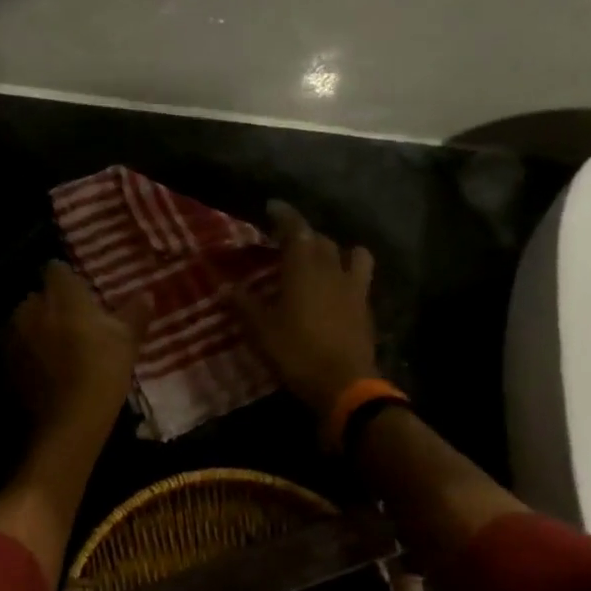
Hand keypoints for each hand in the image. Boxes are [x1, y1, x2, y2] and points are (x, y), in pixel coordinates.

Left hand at [7, 260, 150, 442]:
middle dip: (52, 307)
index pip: (57, 269)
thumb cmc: (102, 369)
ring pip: (25, 323)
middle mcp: (30, 306)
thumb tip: (147, 294)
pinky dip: (28, 355)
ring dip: (37, 331)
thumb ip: (135, 313)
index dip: (68, 281)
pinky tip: (44, 372)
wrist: (69, 419)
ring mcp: (12, 335)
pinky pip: (17, 350)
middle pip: (39, 297)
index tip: (82, 295)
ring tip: (57, 352)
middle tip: (74, 326)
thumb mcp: (127, 340)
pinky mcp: (4, 363)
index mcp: (60, 293)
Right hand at [235, 200, 378, 416]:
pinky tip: (336, 289)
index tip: (272, 206)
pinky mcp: (365, 307)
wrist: (344, 383)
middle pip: (321, 240)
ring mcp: (354, 287)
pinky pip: (359, 279)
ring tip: (323, 260)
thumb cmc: (296, 353)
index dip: (284, 215)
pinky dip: (347, 275)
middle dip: (304, 236)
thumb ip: (244, 305)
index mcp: (304, 268)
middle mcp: (332, 269)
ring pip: (350, 253)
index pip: (295, 229)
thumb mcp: (261, 331)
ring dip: (335, 251)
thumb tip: (225, 287)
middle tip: (287, 243)